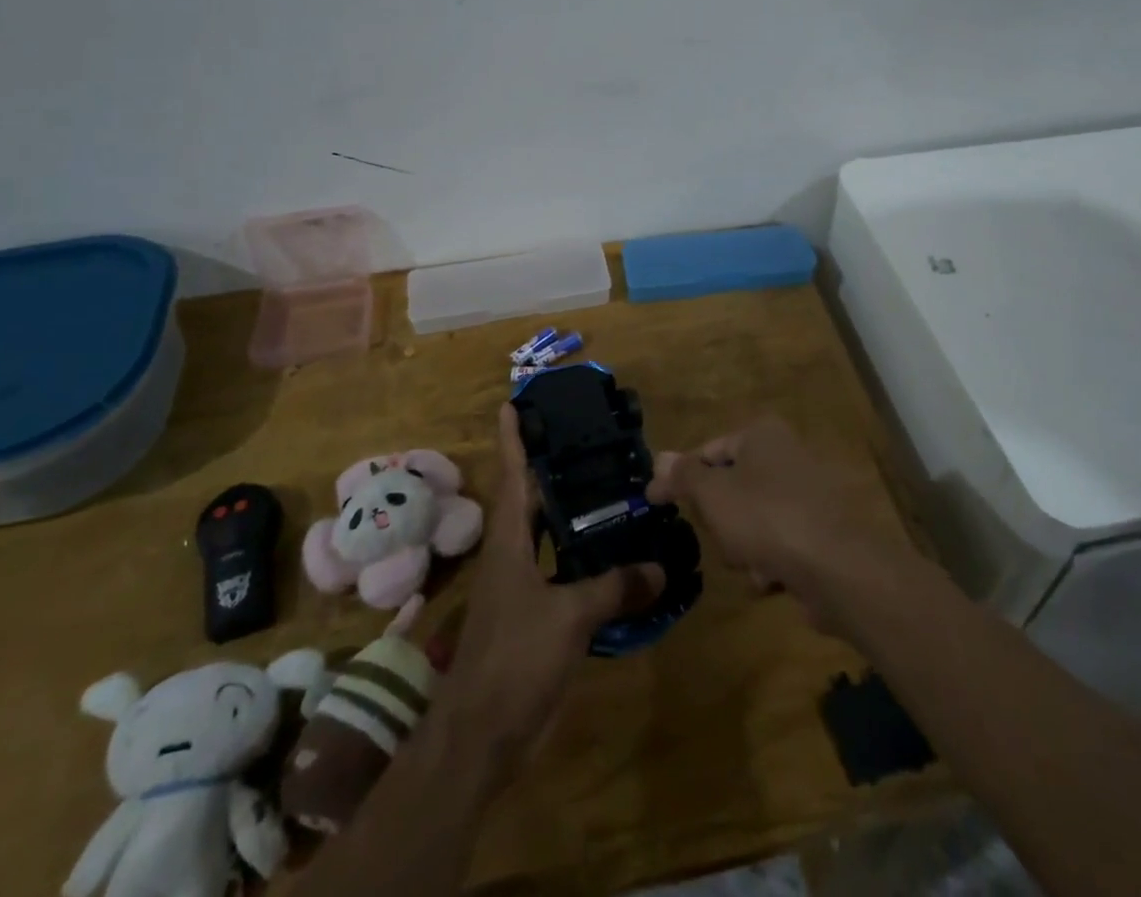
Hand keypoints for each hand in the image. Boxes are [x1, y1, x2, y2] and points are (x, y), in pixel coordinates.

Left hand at [436, 404, 663, 769]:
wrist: (480, 736)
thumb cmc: (514, 660)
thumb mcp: (568, 618)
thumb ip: (614, 588)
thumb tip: (660, 567)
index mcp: (509, 542)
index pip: (512, 476)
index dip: (512, 439)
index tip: (512, 404)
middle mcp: (511, 556)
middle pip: (528, 499)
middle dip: (547, 467)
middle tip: (581, 439)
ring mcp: (519, 588)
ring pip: (545, 536)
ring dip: (567, 512)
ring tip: (605, 488)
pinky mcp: (532, 617)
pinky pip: (560, 573)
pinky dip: (581, 558)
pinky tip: (610, 557)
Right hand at [647, 416, 900, 637]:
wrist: (838, 568)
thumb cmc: (765, 517)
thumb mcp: (712, 493)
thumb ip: (683, 476)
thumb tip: (659, 458)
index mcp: (761, 434)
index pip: (708, 451)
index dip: (681, 478)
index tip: (655, 503)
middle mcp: (786, 456)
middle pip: (730, 489)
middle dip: (720, 521)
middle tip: (719, 536)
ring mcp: (806, 495)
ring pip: (752, 522)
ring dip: (743, 548)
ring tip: (750, 563)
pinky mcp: (820, 534)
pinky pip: (778, 546)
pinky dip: (770, 563)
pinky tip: (773, 579)